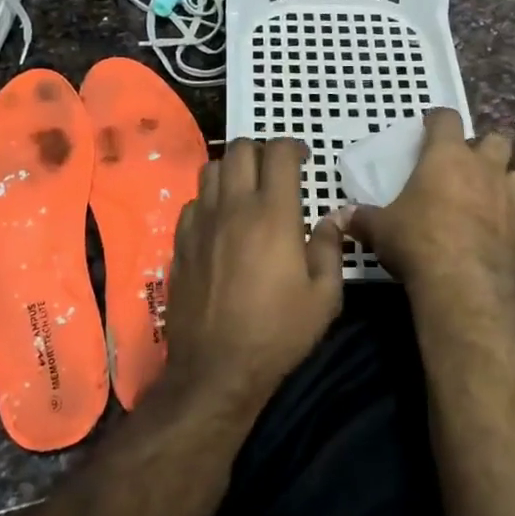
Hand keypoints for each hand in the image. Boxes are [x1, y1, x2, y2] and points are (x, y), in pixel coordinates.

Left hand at [161, 138, 344, 415]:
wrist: (217, 368)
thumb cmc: (278, 333)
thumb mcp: (324, 297)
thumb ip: (330, 248)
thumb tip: (334, 218)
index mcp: (273, 214)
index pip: (278, 154)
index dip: (293, 147)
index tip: (303, 158)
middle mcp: (233, 207)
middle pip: (240, 149)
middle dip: (261, 150)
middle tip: (276, 170)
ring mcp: (201, 223)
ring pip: (210, 169)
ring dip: (232, 169)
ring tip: (247, 189)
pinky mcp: (180, 242)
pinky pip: (193, 201)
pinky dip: (210, 198)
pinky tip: (221, 220)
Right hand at [344, 110, 514, 311]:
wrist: (466, 284)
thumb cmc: (417, 241)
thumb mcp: (380, 229)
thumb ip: (362, 218)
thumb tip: (338, 217)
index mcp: (446, 156)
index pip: (447, 119)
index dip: (437, 121)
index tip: (427, 129)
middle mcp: (483, 168)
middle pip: (496, 139)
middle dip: (482, 147)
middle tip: (462, 165)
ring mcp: (510, 198)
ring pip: (514, 174)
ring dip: (500, 180)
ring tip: (482, 197)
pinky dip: (508, 217)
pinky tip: (493, 232)